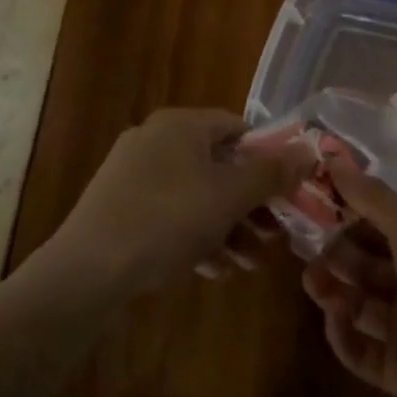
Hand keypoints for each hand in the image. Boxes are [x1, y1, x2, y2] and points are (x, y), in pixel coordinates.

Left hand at [43, 109, 308, 297]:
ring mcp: (133, 175)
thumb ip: (272, 173)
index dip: (268, 157)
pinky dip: (196, 237)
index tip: (287, 192)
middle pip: (219, 165)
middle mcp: (156, 140)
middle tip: (274, 235)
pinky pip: (170, 215)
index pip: (238, 128)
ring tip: (250, 264)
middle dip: (250, 204)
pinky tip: (215, 271)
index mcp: (181, 125)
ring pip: (196, 195)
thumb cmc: (167, 219)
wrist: (87, 271)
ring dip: (229, 227)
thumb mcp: (229, 196)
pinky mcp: (119, 208)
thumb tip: (309, 152)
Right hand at [301, 163, 396, 396]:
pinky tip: (335, 315)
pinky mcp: (395, 371)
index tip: (316, 206)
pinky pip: (360, 351)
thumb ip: (370, 196)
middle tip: (304, 244)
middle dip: (336, 254)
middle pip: (366, 267)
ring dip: (333, 290)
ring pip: (358, 307)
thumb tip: (332, 158)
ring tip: (311, 279)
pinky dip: (343, 334)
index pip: (380, 229)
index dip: (349, 217)